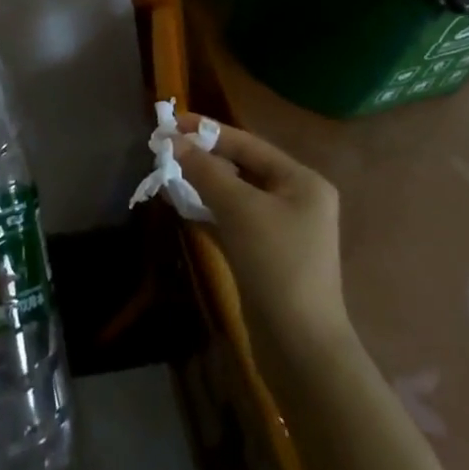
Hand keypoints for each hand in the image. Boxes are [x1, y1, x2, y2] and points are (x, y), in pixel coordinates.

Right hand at [174, 118, 348, 346]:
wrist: (300, 347)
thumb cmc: (276, 264)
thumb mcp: (239, 208)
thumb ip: (206, 171)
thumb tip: (173, 141)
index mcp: (302, 181)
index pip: (249, 144)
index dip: (209, 131)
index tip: (173, 122)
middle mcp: (297, 199)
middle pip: (243, 167)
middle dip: (204, 159)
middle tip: (166, 150)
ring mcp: (283, 230)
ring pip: (236, 195)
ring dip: (203, 185)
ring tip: (167, 175)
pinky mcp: (267, 255)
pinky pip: (235, 221)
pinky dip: (210, 212)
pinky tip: (182, 206)